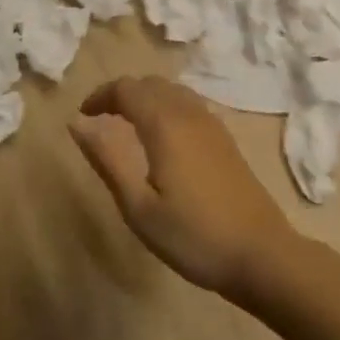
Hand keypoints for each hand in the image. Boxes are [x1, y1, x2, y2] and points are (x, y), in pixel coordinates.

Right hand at [70, 77, 297, 300]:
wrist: (263, 256)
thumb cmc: (194, 236)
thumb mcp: (139, 207)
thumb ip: (107, 160)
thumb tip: (77, 123)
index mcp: (164, 124)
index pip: (125, 88)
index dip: (100, 95)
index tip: (83, 116)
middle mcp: (188, 113)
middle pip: (149, 83)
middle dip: (121, 94)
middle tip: (102, 119)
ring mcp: (212, 124)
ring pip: (171, 91)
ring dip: (145, 98)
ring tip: (128, 124)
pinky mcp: (226, 139)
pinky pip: (188, 104)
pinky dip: (166, 106)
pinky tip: (164, 137)